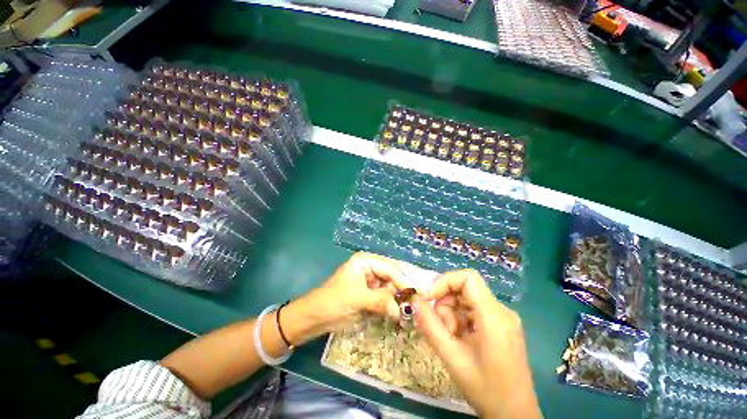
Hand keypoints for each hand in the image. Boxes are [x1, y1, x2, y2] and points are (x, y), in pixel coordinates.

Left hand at [309, 252, 409, 330]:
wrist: (315, 316)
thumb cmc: (334, 301)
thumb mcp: (358, 299)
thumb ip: (381, 301)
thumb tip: (402, 311)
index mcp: (365, 261)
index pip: (390, 268)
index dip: (403, 281)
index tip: (417, 295)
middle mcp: (370, 267)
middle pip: (392, 276)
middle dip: (403, 289)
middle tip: (417, 303)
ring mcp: (370, 280)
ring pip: (390, 287)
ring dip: (399, 298)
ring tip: (411, 310)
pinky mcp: (369, 292)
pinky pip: (385, 296)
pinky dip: (392, 304)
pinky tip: (400, 312)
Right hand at [415, 270, 541, 418]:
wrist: (515, 415)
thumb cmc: (485, 390)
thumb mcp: (452, 357)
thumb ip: (430, 326)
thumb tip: (416, 301)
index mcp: (494, 316)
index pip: (468, 278)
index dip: (444, 282)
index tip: (429, 298)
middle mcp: (502, 311)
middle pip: (465, 289)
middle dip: (446, 303)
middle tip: (443, 328)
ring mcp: (503, 317)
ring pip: (467, 299)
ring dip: (452, 314)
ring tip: (453, 338)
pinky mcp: (501, 324)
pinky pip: (473, 310)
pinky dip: (460, 319)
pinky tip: (461, 339)